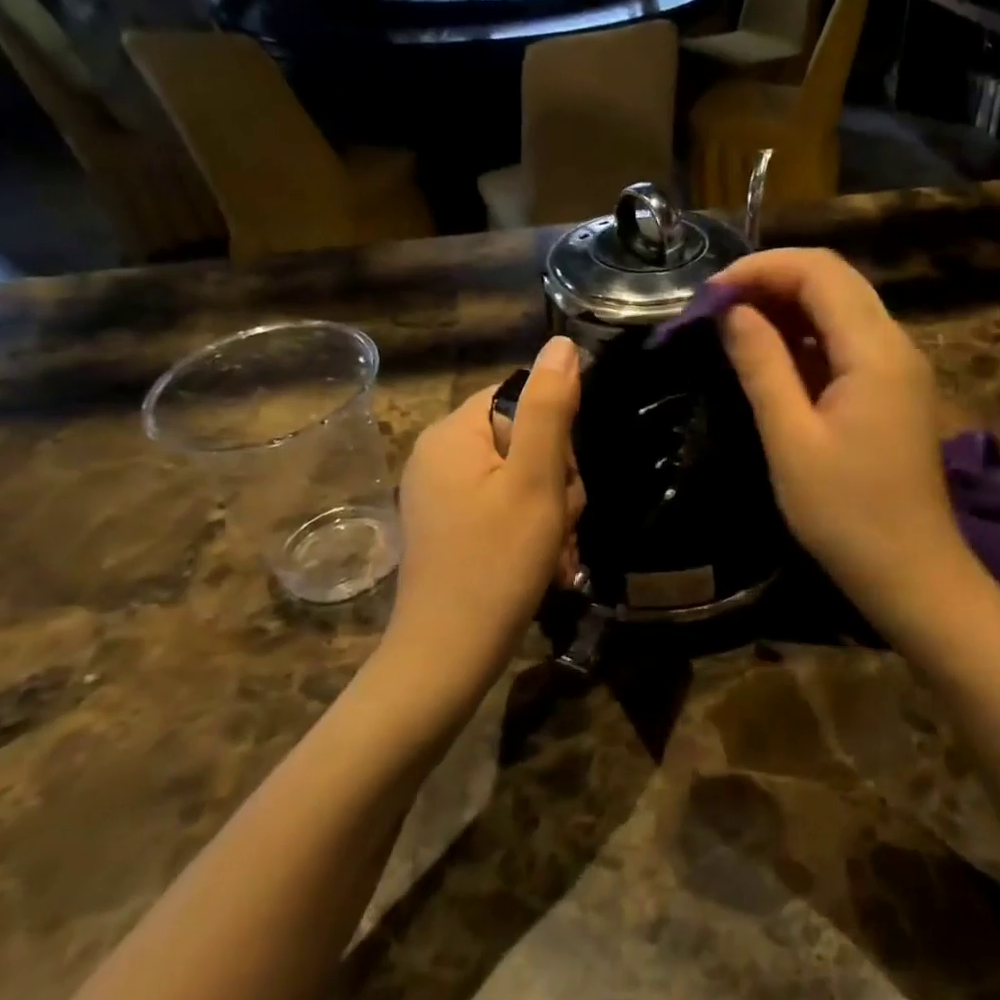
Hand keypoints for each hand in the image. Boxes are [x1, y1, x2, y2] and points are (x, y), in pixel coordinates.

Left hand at [387, 336, 582, 685]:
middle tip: (559, 521)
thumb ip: (550, 408)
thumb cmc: (497, 562)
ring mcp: (438, 491)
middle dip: (555, 478)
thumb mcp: (535, 481)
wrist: (448, 655)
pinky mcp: (447, 523)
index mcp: (451, 432)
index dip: (557, 434)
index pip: (521, 397)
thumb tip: (563, 344)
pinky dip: (528, 525)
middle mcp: (437, 453)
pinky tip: (540, 560)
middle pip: (522, 437)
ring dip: (549, 507)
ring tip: (552, 548)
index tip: (563, 479)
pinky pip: (501, 503)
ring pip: (519, 475)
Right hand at [715, 249, 966, 620]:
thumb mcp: (791, 440)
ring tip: (734, 326)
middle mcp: (896, 344)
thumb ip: (762, 366)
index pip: (819, 272)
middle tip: (716, 307)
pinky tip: (771, 356)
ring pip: (842, 309)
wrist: (912, 572)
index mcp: (875, 350)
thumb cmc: (846, 514)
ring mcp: (899, 367)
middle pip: (834, 281)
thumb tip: (732, 311)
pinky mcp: (893, 390)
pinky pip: (848, 342)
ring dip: (788, 307)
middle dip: (772, 281)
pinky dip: (806, 337)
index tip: (710, 294)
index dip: (761, 268)